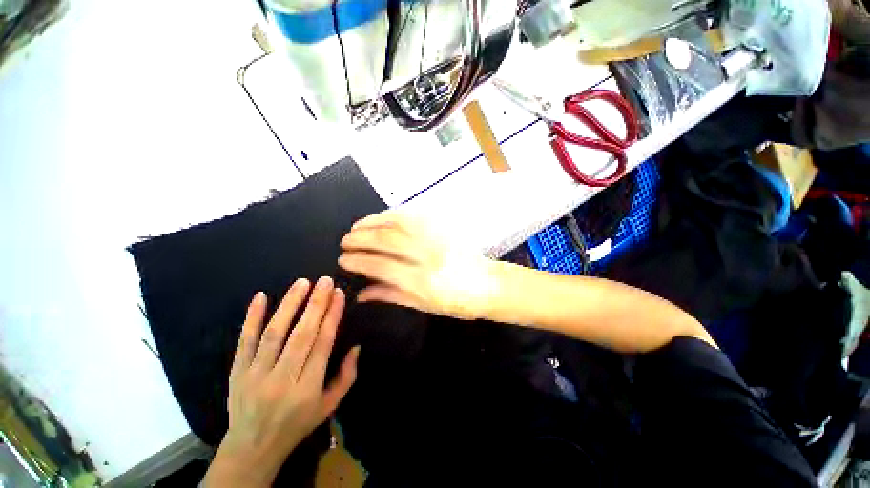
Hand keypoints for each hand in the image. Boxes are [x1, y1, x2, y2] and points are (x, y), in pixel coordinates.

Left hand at [203, 277, 359, 487]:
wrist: (252, 447)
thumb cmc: (297, 424)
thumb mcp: (329, 406)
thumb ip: (347, 376)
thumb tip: (356, 346)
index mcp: (308, 387)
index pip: (323, 343)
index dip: (332, 316)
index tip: (339, 294)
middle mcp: (283, 378)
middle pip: (302, 334)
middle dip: (316, 304)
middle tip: (325, 281)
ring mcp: (255, 374)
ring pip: (274, 333)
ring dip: (289, 305)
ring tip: (302, 283)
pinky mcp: (237, 371)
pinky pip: (244, 341)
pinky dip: (252, 318)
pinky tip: (260, 296)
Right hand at [338, 211, 496, 319]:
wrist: (488, 285)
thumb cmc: (457, 302)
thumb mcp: (423, 305)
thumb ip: (391, 295)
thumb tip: (361, 292)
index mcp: (423, 281)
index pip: (381, 265)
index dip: (358, 260)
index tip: (343, 259)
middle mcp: (428, 255)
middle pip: (387, 239)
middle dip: (360, 238)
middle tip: (346, 241)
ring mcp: (437, 238)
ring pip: (399, 221)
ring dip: (373, 221)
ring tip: (357, 226)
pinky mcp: (444, 228)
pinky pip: (415, 215)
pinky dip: (393, 214)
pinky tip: (381, 218)